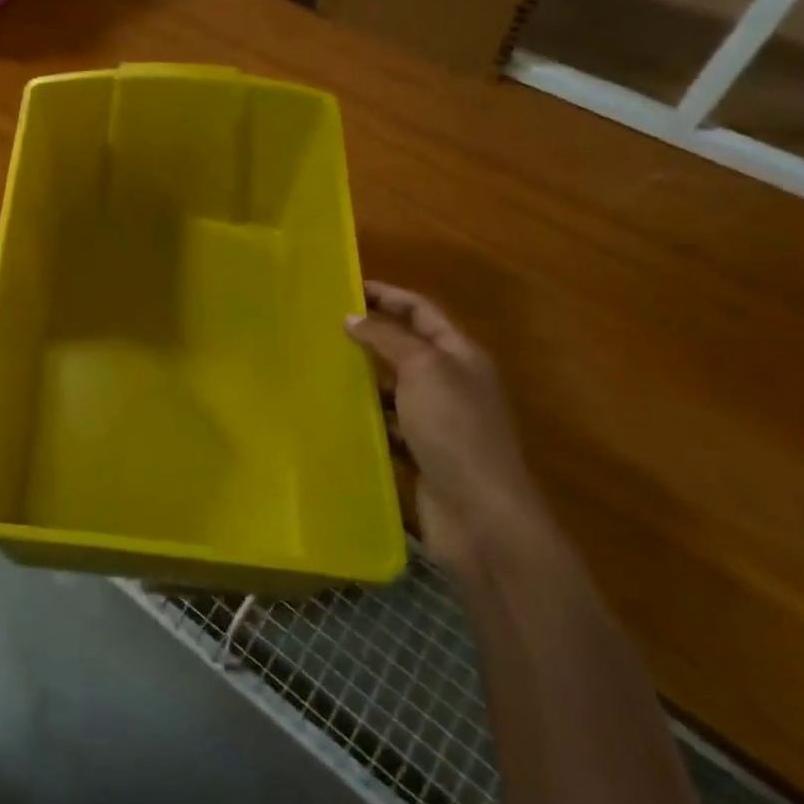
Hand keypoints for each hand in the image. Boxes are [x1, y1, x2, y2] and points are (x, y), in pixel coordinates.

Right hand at [344, 282, 543, 569]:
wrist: (481, 516)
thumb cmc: (455, 431)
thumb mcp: (423, 370)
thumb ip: (388, 339)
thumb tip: (353, 317)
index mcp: (461, 356)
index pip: (422, 312)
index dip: (388, 295)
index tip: (347, 287)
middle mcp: (453, 383)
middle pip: (409, 347)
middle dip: (372, 334)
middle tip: (326, 325)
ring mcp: (440, 422)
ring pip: (396, 387)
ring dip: (365, 376)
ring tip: (322, 366)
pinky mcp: (424, 454)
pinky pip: (390, 424)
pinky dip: (367, 417)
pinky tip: (337, 414)